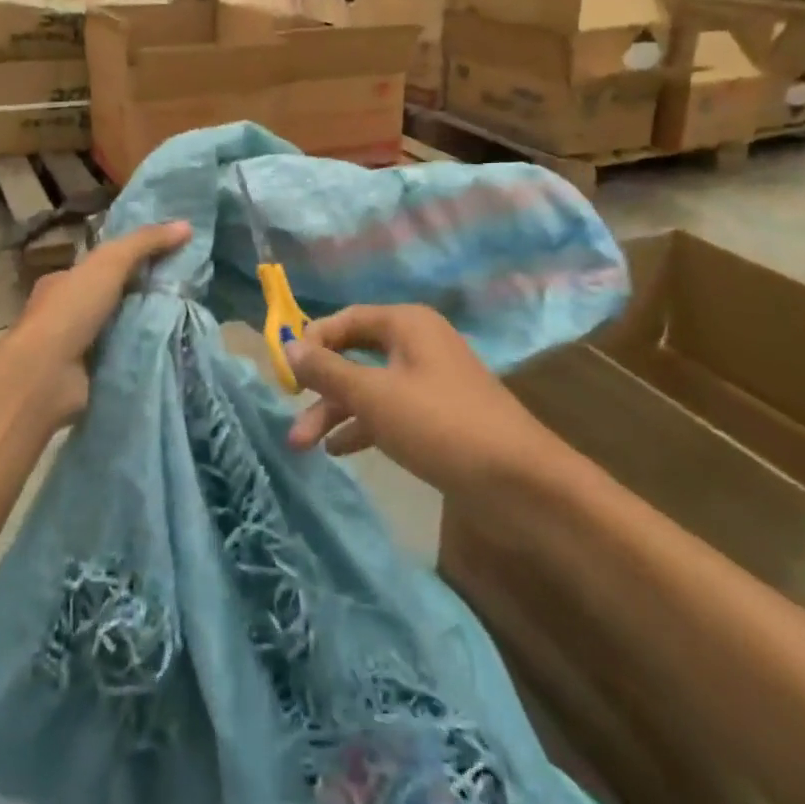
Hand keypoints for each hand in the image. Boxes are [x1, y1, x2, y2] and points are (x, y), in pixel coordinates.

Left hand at [0, 220, 192, 429]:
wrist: (47, 376)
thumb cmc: (71, 310)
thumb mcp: (110, 263)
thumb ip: (145, 242)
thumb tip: (186, 225)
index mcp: (63, 282)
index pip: (100, 267)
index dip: (131, 260)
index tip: (167, 260)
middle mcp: (66, 314)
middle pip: (113, 298)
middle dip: (143, 296)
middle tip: (184, 292)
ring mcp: (76, 348)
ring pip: (120, 329)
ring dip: (146, 327)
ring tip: (187, 320)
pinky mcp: (89, 376)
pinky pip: (123, 359)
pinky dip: (142, 354)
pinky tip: (171, 349)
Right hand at [284, 305, 560, 497]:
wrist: (520, 484)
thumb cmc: (440, 425)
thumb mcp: (374, 396)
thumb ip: (328, 371)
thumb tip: (289, 346)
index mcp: (407, 324)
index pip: (346, 319)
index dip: (312, 341)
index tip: (284, 370)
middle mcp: (417, 344)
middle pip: (355, 354)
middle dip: (320, 385)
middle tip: (288, 411)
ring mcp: (429, 381)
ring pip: (369, 387)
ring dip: (335, 412)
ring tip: (302, 444)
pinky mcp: (437, 417)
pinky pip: (389, 411)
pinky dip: (362, 426)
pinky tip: (338, 450)